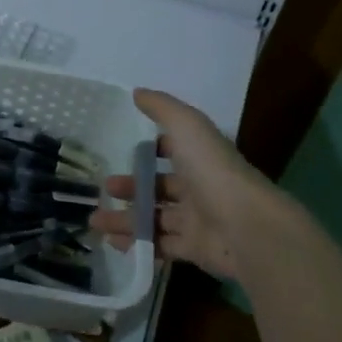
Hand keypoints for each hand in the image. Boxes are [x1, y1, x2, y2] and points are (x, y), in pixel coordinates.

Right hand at [89, 89, 282, 282]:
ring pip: (155, 218)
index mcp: (200, 158)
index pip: (174, 151)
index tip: (126, 154)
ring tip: (95, 220)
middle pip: (159, 188)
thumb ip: (161, 108)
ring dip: (126, 219)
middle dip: (131, 189)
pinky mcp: (194, 249)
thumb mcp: (187, 127)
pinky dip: (137, 244)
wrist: (246, 227)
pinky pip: (160, 246)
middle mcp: (200, 188)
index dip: (151, 152)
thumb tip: (137, 92)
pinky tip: (113, 241)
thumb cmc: (213, 171)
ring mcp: (197, 221)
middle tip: (105, 190)